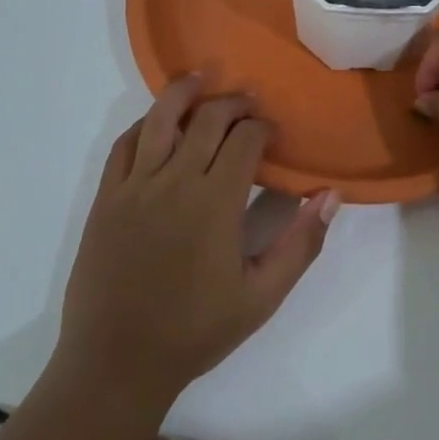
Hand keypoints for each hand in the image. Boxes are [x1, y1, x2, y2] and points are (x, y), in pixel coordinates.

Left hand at [55, 77, 339, 417]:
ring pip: (160, 118)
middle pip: (207, 119)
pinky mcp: (107, 197)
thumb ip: (301, 244)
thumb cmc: (195, 331)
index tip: (272, 131)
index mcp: (216, 202)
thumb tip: (331, 195)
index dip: (263, 127)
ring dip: (184, 92)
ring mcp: (135, 186)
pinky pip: (125, 144)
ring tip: (202, 77)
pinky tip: (157, 121)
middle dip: (233, 103)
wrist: (116, 362)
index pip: (245, 140)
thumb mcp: (262, 297)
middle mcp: (175, 180)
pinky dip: (144, 124)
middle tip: (248, 101)